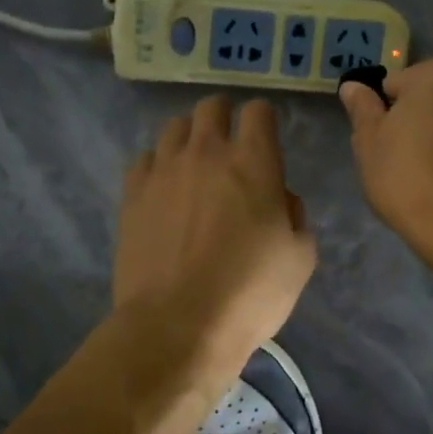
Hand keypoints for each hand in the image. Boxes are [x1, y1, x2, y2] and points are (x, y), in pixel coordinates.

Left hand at [114, 95, 316, 382]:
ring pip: (174, 127)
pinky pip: (145, 159)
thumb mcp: (300, 258)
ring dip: (190, 138)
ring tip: (194, 166)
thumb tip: (279, 200)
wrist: (177, 326)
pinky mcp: (133, 193)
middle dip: (224, 118)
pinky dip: (158, 165)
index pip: (258, 111)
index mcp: (254, 163)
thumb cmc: (249, 294)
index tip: (265, 140)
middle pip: (211, 107)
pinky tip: (164, 190)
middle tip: (230, 147)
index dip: (264, 120)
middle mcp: (206, 153)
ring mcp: (164, 170)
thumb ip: (295, 216)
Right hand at [339, 58, 432, 238]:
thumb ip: (362, 107)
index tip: (382, 139)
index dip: (385, 111)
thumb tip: (353, 85)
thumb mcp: (368, 140)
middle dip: (419, 119)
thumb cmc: (402, 173)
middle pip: (432, 99)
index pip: (397, 84)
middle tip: (402, 156)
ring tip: (429, 173)